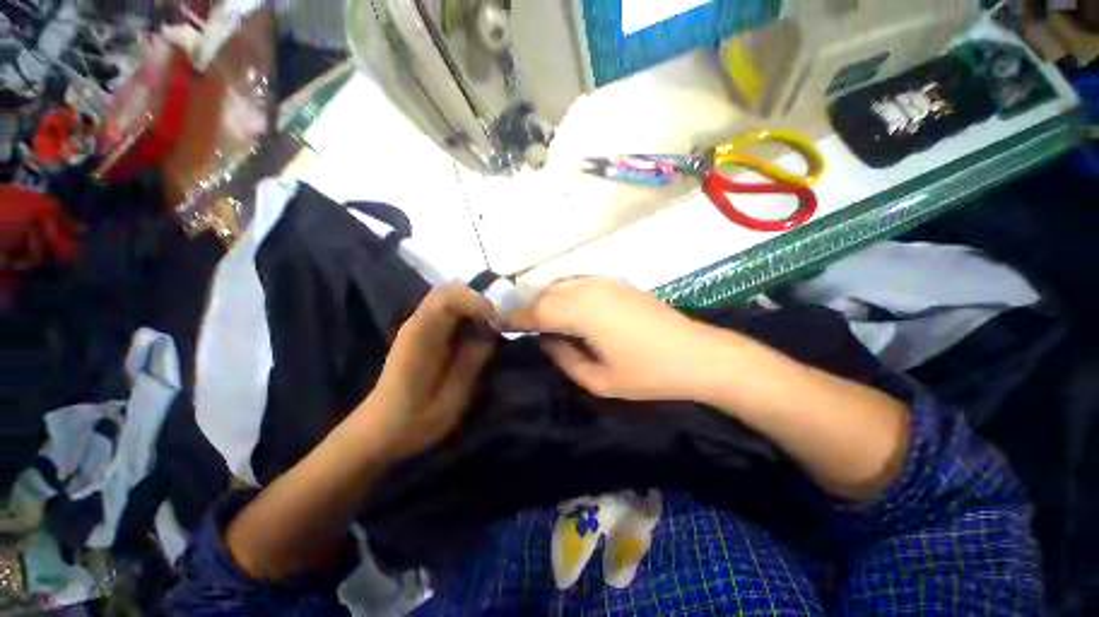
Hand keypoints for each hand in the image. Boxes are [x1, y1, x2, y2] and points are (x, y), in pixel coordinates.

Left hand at [361, 286, 496, 459]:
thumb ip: (473, 360)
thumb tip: (492, 333)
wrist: (381, 431)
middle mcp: (418, 323)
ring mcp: (419, 327)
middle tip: (499, 322)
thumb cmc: (414, 421)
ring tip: (493, 328)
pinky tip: (479, 334)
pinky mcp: (424, 334)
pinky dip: (469, 315)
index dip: (476, 301)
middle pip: (449, 291)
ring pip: (451, 299)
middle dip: (478, 300)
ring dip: (475, 307)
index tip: (497, 321)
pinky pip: (450, 312)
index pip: (447, 297)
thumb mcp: (452, 396)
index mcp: (420, 336)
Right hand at [508, 277, 726, 400]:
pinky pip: (580, 281)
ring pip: (562, 284)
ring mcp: (605, 282)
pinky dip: (565, 291)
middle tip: (519, 324)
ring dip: (547, 298)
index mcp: (582, 313)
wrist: (697, 353)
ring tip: (541, 318)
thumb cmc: (648, 374)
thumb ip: (565, 358)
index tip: (498, 322)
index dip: (515, 317)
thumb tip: (547, 339)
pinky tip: (567, 307)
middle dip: (529, 308)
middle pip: (547, 294)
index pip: (537, 311)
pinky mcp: (618, 282)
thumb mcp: (599, 380)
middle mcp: (590, 290)